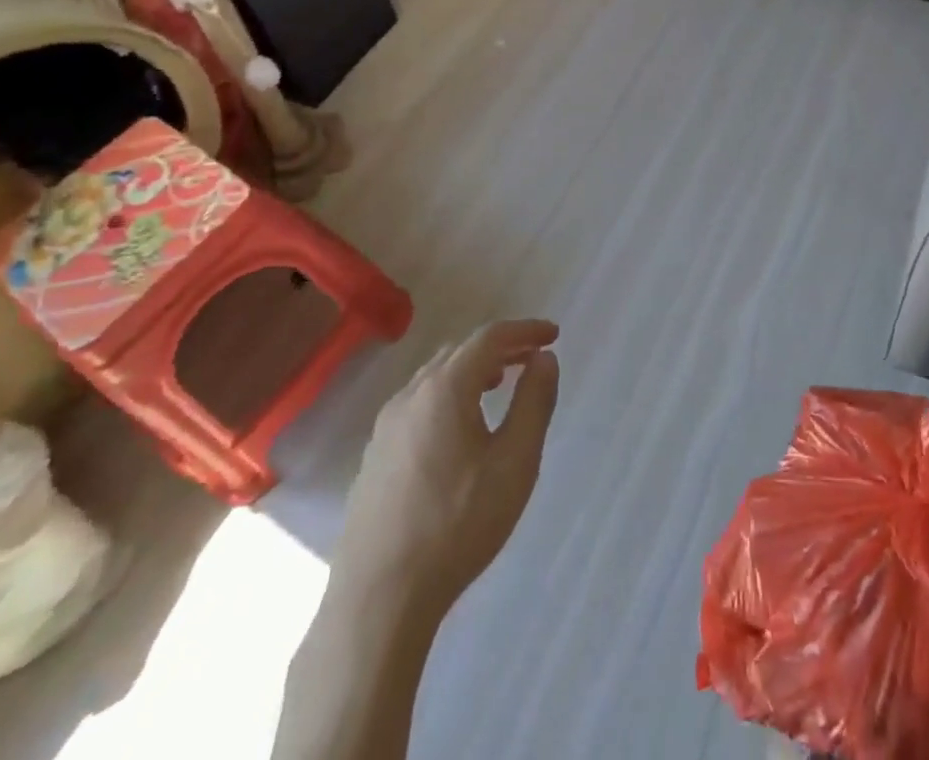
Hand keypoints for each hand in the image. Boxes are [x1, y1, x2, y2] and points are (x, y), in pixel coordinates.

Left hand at [338, 320, 559, 610]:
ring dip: (472, 370)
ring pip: (435, 377)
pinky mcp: (375, 455)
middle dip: (500, 348)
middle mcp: (411, 395)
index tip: (553, 335)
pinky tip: (459, 428)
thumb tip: (544, 359)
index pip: (490, 338)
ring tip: (498, 386)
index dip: (525, 330)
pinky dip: (448, 395)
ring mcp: (386, 426)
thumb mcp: (515, 463)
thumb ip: (534, 402)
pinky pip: (418, 403)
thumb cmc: (457, 525)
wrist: (379, 599)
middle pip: (460, 351)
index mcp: (445, 388)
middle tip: (531, 360)